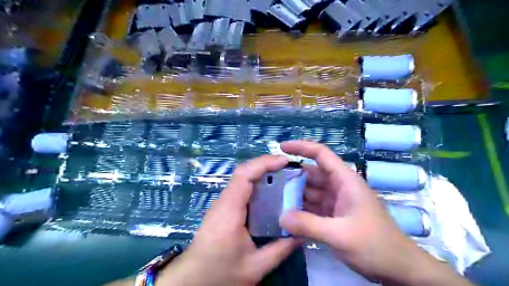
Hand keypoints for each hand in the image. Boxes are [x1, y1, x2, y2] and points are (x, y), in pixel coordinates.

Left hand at [159, 156, 298, 285]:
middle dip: (266, 165)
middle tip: (289, 168)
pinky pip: (240, 189)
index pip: (244, 175)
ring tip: (283, 177)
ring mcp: (221, 204)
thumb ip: (280, 250)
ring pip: (241, 179)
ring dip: (261, 174)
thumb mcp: (254, 267)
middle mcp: (224, 202)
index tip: (284, 161)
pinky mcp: (222, 209)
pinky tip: (269, 193)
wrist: (190, 281)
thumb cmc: (219, 274)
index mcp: (230, 211)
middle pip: (243, 173)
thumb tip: (301, 234)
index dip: (264, 163)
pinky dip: (256, 185)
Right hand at [277, 142, 439, 284]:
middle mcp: (340, 187)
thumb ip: (308, 225)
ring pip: (311, 192)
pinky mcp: (335, 215)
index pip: (321, 154)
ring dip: (295, 195)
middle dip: (292, 176)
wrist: (399, 269)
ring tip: (273, 198)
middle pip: (312, 174)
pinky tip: (287, 215)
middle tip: (269, 181)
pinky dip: (301, 210)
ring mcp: (337, 202)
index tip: (281, 148)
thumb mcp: (339, 235)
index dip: (301, 147)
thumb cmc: (375, 245)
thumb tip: (281, 218)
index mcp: (345, 181)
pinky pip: (314, 207)